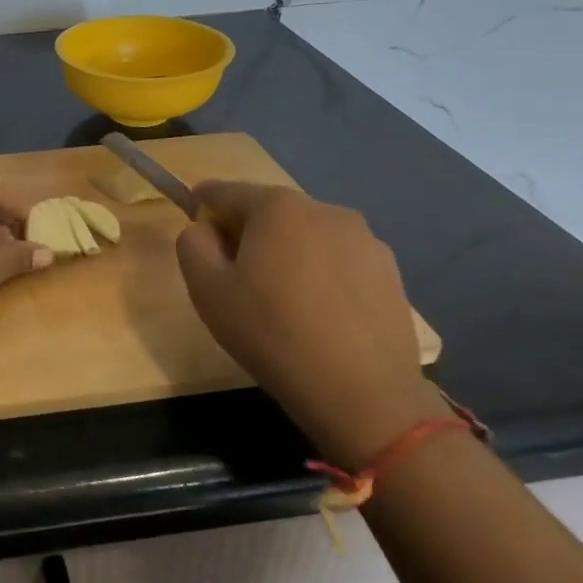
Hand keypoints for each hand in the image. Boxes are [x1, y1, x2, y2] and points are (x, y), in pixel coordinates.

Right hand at [176, 181, 437, 464]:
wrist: (360, 390)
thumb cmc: (271, 333)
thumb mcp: (207, 290)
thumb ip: (193, 244)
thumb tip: (205, 229)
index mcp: (277, 207)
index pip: (226, 191)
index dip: (203, 203)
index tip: (194, 224)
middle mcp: (325, 209)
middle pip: (270, 211)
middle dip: (246, 232)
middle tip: (233, 275)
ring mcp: (365, 239)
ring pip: (307, 235)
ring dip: (286, 253)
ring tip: (280, 300)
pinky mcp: (389, 271)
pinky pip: (338, 260)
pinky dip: (320, 274)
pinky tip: (317, 314)